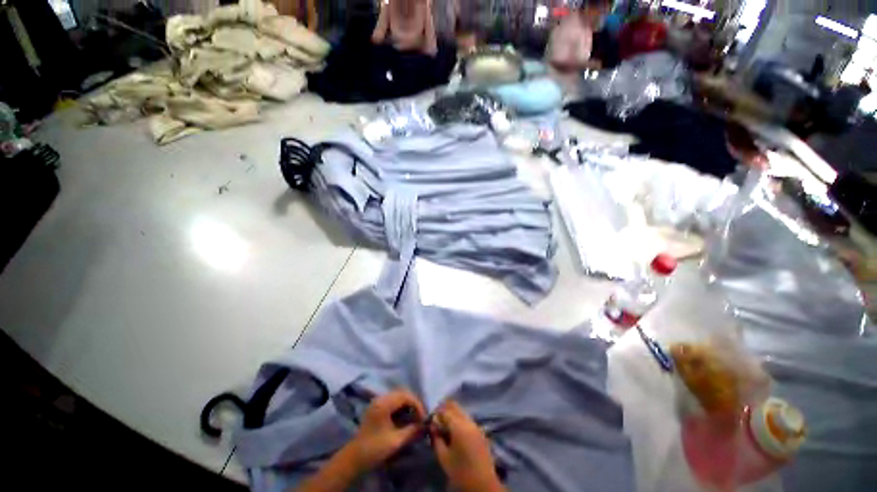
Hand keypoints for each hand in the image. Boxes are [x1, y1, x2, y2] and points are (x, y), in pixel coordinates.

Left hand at [346, 389, 425, 471]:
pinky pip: (393, 400)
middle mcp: (381, 398)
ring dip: (408, 404)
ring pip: (398, 395)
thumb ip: (412, 431)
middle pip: (402, 393)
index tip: (424, 418)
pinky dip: (401, 406)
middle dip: (414, 403)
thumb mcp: (396, 441)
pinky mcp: (376, 406)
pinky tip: (405, 416)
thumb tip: (425, 425)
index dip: (417, 405)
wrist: (354, 458)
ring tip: (414, 416)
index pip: (406, 396)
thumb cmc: (375, 448)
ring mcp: (377, 401)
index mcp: (384, 403)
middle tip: (421, 416)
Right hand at [431, 401, 504, 491]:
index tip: (430, 419)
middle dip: (445, 409)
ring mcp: (476, 425)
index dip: (436, 413)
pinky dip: (460, 420)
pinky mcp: (481, 432)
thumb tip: (433, 427)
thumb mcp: (443, 458)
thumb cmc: (461, 472)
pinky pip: (468, 419)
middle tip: (437, 419)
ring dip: (453, 414)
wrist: (484, 484)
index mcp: (459, 426)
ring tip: (445, 426)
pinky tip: (456, 432)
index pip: (445, 411)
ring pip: (462, 412)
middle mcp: (469, 421)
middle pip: (455, 407)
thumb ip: (436, 439)